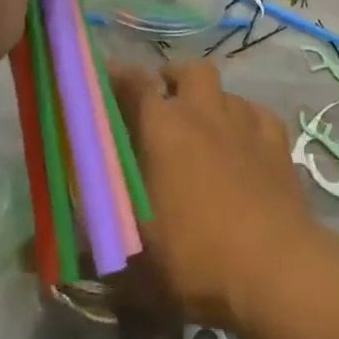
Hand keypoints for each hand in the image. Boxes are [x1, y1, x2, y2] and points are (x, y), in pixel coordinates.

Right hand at [110, 60, 319, 333]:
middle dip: (173, 78)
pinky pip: (257, 113)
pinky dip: (245, 120)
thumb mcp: (133, 259)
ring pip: (225, 90)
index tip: (107, 77)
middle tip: (163, 102)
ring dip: (210, 100)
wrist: (276, 268)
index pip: (136, 83)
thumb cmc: (195, 257)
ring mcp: (246, 122)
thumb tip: (60, 251)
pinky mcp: (278, 141)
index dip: (119, 76)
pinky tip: (244, 142)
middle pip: (189, 70)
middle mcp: (204, 112)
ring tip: (203, 127)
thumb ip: (98, 244)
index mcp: (163, 128)